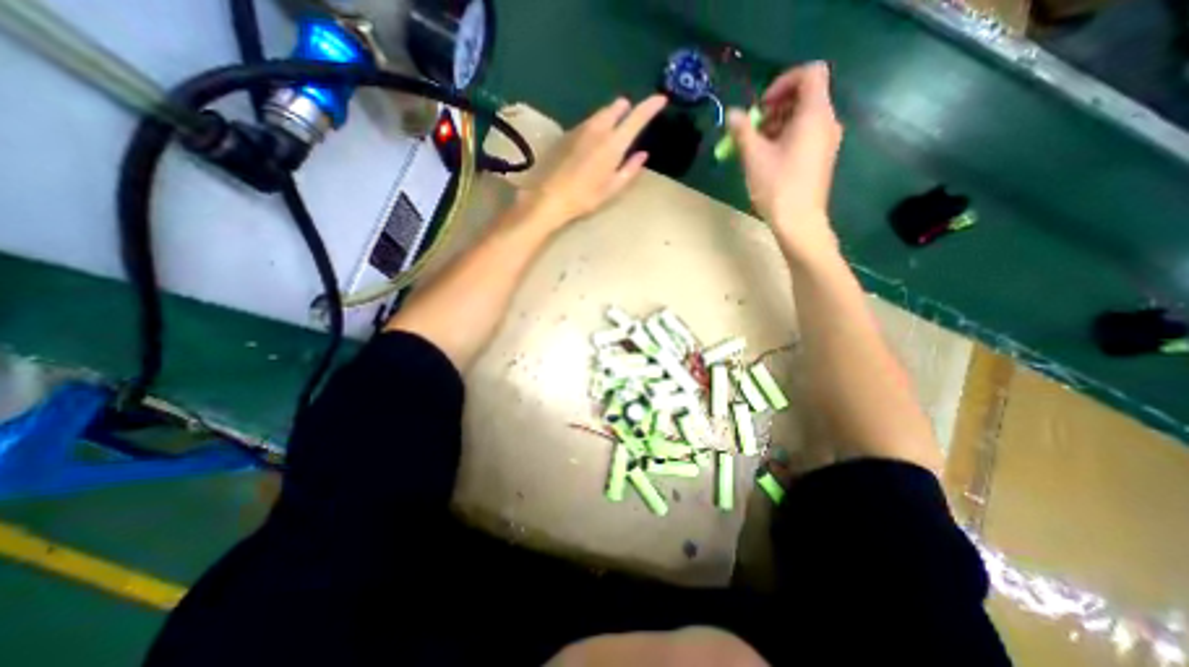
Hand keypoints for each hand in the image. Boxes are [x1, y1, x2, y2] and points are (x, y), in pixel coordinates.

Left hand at [522, 93, 666, 227]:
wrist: (550, 196)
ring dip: (611, 114)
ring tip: (615, 124)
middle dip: (627, 108)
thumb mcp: (612, 188)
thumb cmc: (585, 197)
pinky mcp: (567, 134)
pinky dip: (596, 124)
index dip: (651, 106)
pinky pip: (587, 122)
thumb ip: (630, 169)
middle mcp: (598, 129)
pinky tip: (594, 138)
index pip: (636, 117)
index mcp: (613, 144)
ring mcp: (580, 129)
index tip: (661, 99)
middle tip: (632, 114)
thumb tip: (643, 154)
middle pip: (616, 108)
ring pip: (600, 113)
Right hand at [729, 61, 840, 257]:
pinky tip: (769, 160)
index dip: (783, 81)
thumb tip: (732, 113)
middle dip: (776, 107)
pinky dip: (786, 138)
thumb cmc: (778, 186)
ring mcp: (827, 141)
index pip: (810, 73)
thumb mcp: (754, 157)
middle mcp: (827, 122)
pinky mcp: (822, 158)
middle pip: (805, 96)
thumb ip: (742, 131)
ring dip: (778, 125)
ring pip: (803, 118)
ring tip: (756, 149)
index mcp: (814, 114)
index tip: (762, 106)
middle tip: (754, 131)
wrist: (799, 222)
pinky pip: (806, 135)